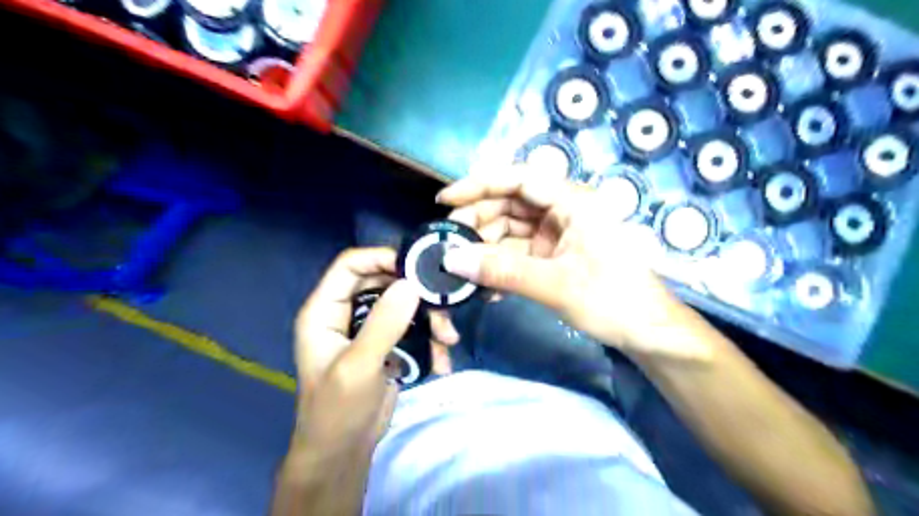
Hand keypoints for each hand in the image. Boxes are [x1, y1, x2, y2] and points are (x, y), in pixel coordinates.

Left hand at [294, 249, 454, 455]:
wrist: (344, 453)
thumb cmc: (338, 411)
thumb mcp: (359, 366)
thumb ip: (383, 324)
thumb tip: (411, 284)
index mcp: (325, 310)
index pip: (351, 265)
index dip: (382, 258)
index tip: (417, 267)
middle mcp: (346, 312)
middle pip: (384, 281)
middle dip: (415, 294)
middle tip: (443, 307)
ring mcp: (369, 328)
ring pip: (403, 304)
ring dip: (429, 319)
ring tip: (448, 339)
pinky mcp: (388, 344)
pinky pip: (412, 328)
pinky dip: (430, 340)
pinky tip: (442, 361)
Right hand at [436, 167, 708, 360]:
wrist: (648, 333)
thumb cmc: (613, 299)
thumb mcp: (555, 284)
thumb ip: (502, 271)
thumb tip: (451, 260)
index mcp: (573, 201)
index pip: (518, 179)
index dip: (479, 185)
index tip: (445, 201)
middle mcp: (563, 210)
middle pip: (510, 204)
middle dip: (478, 222)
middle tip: (449, 244)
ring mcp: (558, 234)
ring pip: (511, 230)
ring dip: (486, 248)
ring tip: (462, 270)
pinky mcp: (554, 256)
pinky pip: (518, 253)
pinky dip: (500, 266)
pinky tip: (485, 285)